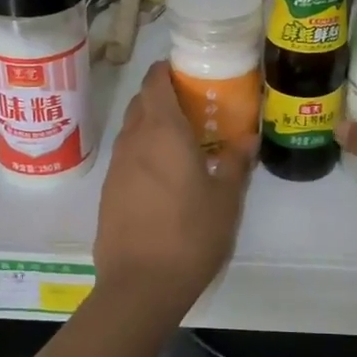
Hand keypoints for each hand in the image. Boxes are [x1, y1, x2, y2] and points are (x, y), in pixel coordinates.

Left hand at [93, 62, 254, 309]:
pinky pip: (126, 156)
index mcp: (162, 131)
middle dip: (162, 95)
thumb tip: (248, 137)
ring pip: (131, 129)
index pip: (154, 82)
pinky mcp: (108, 191)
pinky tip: (164, 174)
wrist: (140, 286)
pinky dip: (143, 151)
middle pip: (141, 102)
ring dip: (152, 124)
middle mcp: (133, 140)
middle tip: (193, 106)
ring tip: (182, 140)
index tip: (188, 72)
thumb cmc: (190, 234)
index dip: (167, 70)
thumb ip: (235, 162)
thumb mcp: (226, 198)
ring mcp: (116, 167)